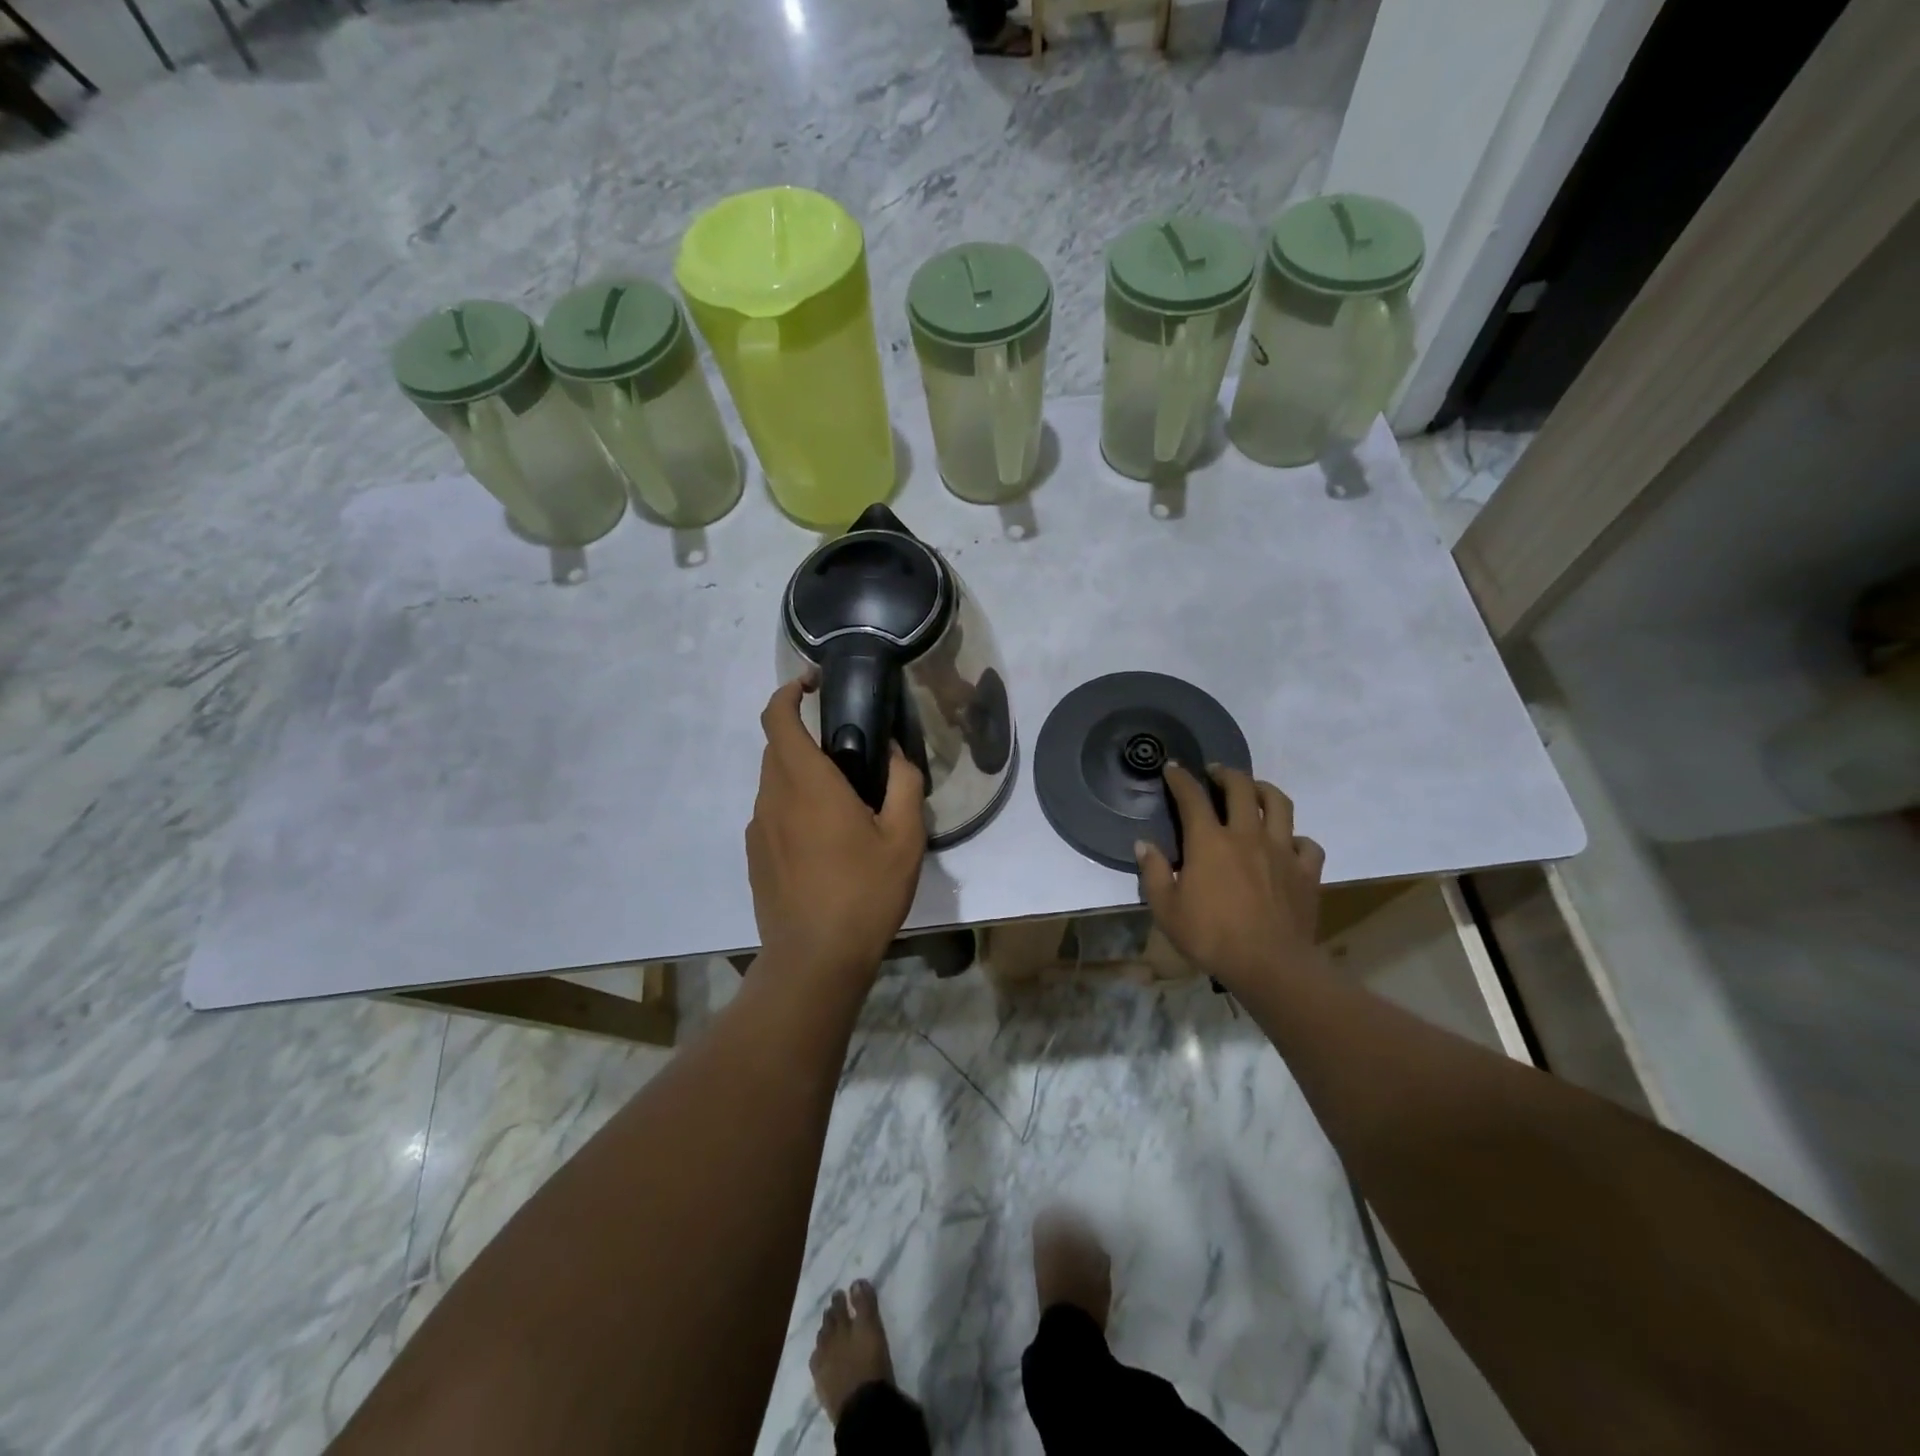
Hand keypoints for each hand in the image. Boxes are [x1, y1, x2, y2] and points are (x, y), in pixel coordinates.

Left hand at [746, 675, 926, 986]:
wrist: (815, 959)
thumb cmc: (865, 892)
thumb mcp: (905, 837)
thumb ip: (903, 783)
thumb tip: (892, 753)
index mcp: (806, 783)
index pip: (777, 717)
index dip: (788, 692)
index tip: (812, 684)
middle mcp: (772, 797)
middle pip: (776, 748)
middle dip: (805, 736)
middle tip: (848, 753)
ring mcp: (756, 829)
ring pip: (773, 782)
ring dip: (801, 775)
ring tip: (842, 803)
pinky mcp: (754, 856)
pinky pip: (771, 814)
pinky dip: (793, 807)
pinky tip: (824, 842)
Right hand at [1135, 763, 1326, 995]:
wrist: (1270, 965)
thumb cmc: (1211, 936)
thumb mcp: (1166, 909)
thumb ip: (1154, 872)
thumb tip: (1144, 844)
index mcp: (1209, 842)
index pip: (1191, 796)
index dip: (1180, 778)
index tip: (1173, 768)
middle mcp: (1246, 835)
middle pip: (1241, 787)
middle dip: (1226, 773)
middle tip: (1215, 773)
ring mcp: (1281, 851)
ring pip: (1279, 804)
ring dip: (1264, 790)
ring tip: (1254, 790)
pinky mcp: (1306, 872)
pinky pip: (1307, 844)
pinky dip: (1297, 838)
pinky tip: (1288, 844)